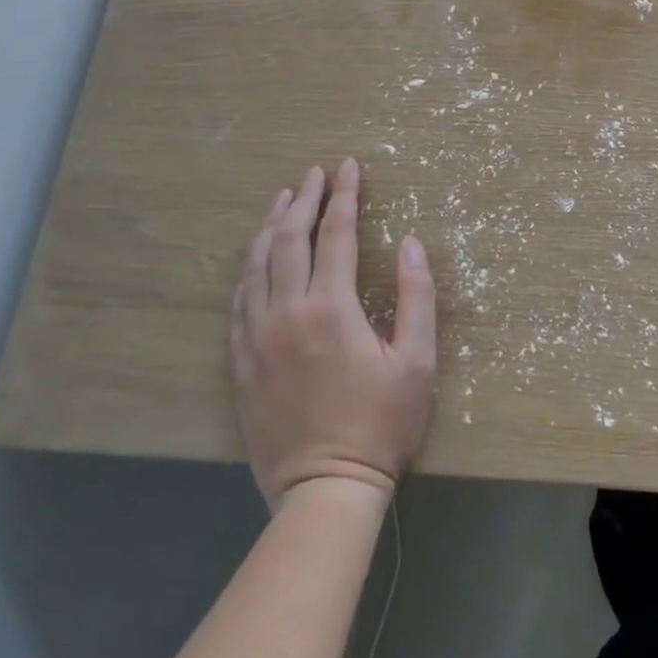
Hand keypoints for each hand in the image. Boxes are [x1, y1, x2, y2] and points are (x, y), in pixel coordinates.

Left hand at [231, 158, 435, 508]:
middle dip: (303, 199)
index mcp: (331, 307)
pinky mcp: (242, 363)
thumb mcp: (417, 361)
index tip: (348, 166)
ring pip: (257, 265)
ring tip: (281, 199)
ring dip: (270, 226)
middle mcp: (288, 312)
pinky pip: (239, 302)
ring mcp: (258, 337)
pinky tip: (256, 259)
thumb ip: (417, 297)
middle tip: (314, 172)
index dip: (344, 194)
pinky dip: (249, 269)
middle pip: (289, 238)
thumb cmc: (380, 424)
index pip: (336, 233)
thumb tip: (412, 244)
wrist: (324, 492)